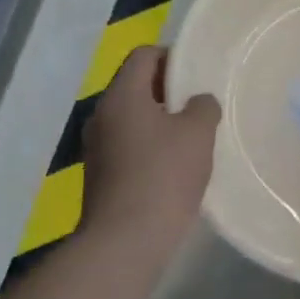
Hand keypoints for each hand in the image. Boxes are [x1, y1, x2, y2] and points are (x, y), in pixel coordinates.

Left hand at [80, 46, 219, 250]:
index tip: (196, 76)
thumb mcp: (197, 134)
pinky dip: (148, 148)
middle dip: (168, 92)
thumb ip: (203, 107)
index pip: (143, 55)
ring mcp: (96, 148)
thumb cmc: (163, 176)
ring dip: (159, 122)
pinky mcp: (98, 177)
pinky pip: (126, 147)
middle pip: (135, 86)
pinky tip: (172, 169)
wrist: (125, 243)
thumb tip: (198, 102)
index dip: (172, 57)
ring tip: (190, 140)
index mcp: (121, 96)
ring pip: (131, 119)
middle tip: (198, 107)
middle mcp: (101, 115)